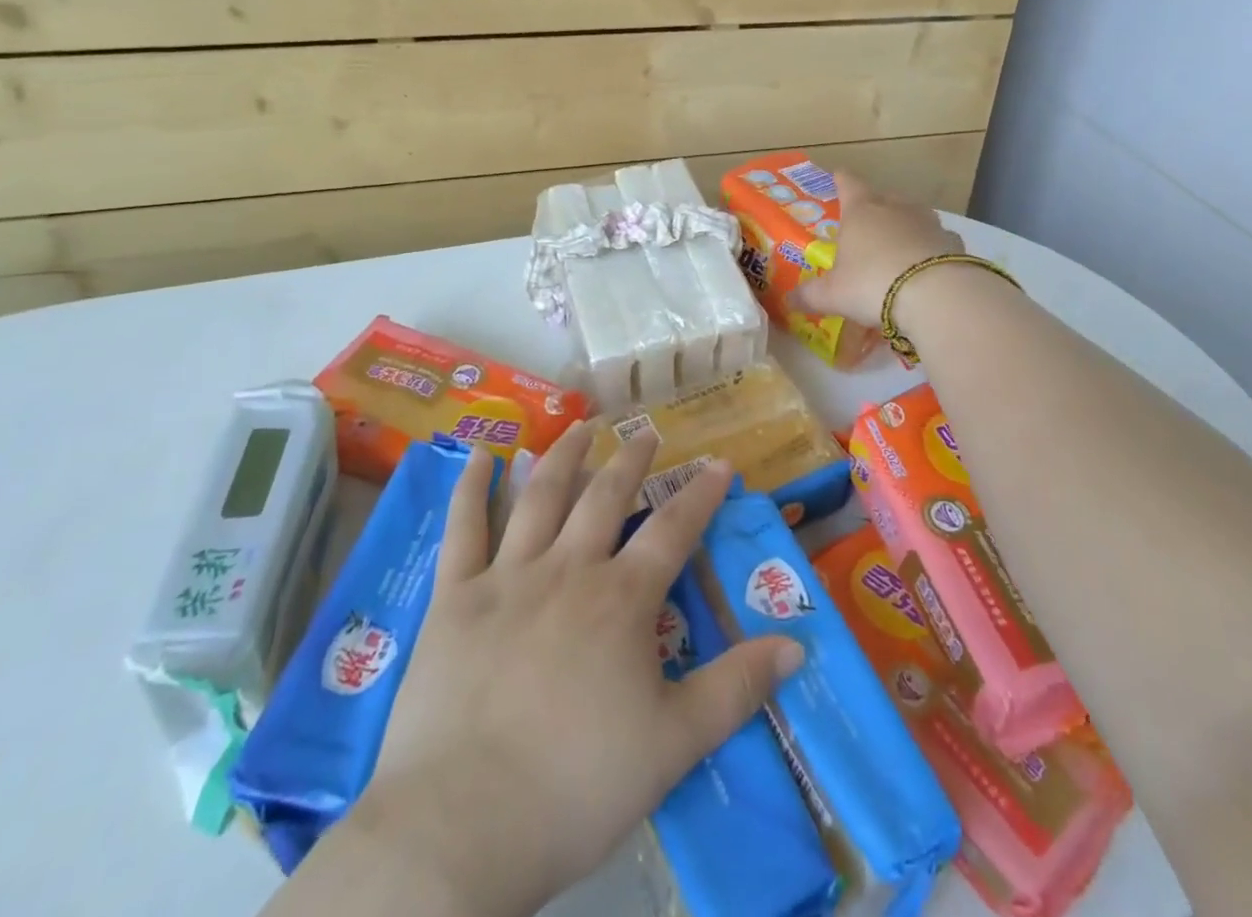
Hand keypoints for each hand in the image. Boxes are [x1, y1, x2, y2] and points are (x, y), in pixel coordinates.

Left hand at [350, 425, 803, 916]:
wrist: (464, 825)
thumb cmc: (577, 786)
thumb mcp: (674, 745)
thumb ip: (736, 689)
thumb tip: (795, 645)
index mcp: (621, 600)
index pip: (673, 530)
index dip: (701, 494)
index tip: (720, 462)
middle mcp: (567, 569)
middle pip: (605, 497)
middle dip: (632, 460)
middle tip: (647, 432)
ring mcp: (507, 576)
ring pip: (540, 496)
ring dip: (564, 455)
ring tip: (581, 426)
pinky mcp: (456, 597)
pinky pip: (464, 528)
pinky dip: (471, 487)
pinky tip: (481, 453)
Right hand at [791, 172, 962, 324]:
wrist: (936, 295)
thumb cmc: (872, 284)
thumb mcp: (833, 295)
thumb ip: (810, 296)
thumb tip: (789, 300)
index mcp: (861, 211)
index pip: (848, 184)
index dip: (841, 180)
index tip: (838, 175)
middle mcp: (895, 208)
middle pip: (883, 197)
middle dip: (874, 206)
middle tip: (865, 221)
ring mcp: (928, 222)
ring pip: (913, 215)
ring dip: (904, 226)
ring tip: (897, 244)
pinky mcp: (953, 243)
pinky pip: (936, 240)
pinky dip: (929, 248)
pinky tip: (925, 265)